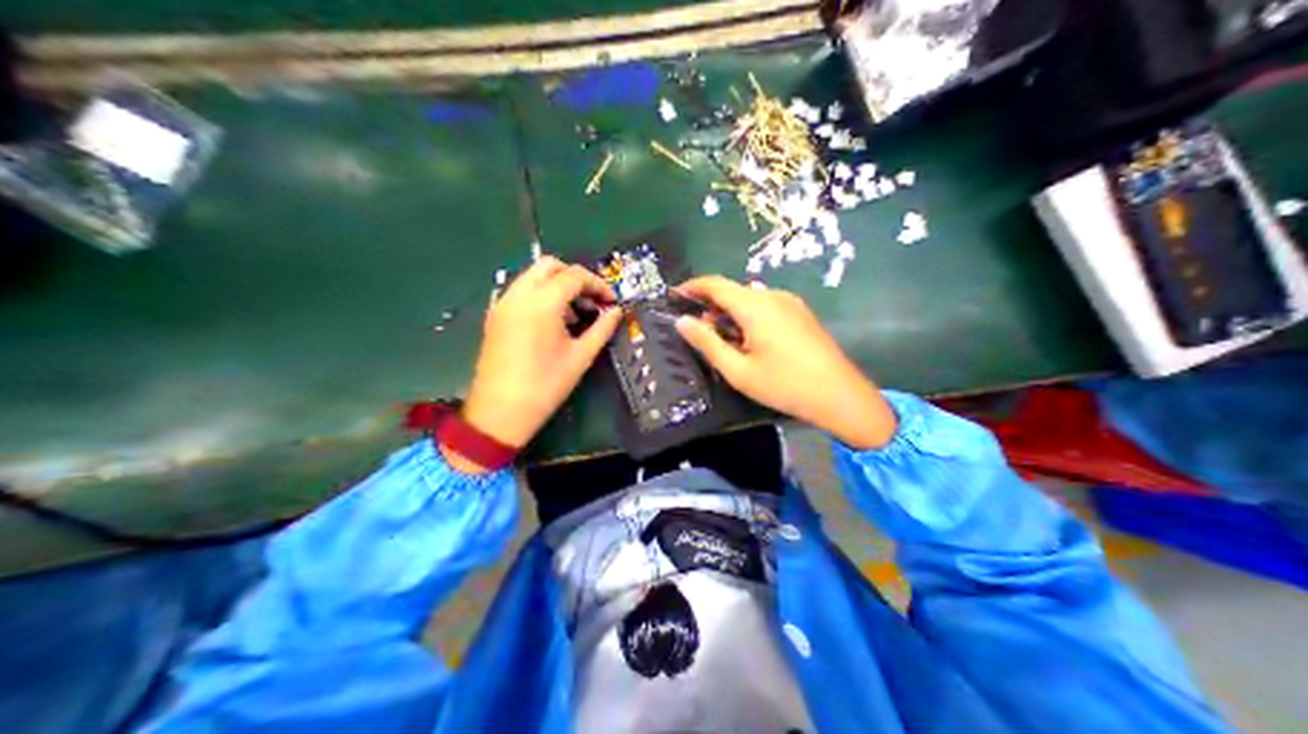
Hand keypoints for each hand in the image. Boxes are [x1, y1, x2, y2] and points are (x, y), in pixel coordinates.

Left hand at [459, 259, 620, 461]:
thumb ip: (601, 329)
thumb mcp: (580, 357)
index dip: (598, 285)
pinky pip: (520, 291)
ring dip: (556, 285)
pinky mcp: (495, 316)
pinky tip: (551, 322)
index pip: (574, 276)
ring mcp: (503, 303)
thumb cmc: (545, 386)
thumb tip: (616, 312)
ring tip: (575, 315)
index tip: (611, 302)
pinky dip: (539, 294)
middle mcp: (519, 294)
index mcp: (542, 302)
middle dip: (574, 277)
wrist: (500, 412)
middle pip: (550, 265)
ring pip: (532, 276)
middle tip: (592, 301)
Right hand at [674, 275, 901, 446]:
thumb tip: (682, 322)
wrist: (839, 394)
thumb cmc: (784, 384)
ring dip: (732, 312)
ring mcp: (791, 303)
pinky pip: (767, 306)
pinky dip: (750, 316)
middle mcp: (772, 296)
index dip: (692, 287)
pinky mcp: (802, 314)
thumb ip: (707, 343)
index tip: (673, 296)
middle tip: (698, 331)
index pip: (715, 284)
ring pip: (751, 299)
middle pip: (734, 290)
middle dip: (712, 305)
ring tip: (724, 341)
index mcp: (754, 305)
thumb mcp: (738, 370)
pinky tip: (751, 342)